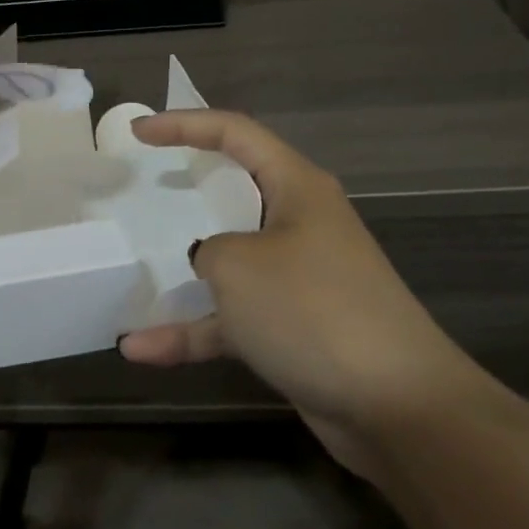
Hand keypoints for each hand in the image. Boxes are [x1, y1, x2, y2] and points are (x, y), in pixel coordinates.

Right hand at [117, 110, 472, 474]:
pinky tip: (142, 350)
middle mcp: (300, 223)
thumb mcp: (238, 266)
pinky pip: (233, 319)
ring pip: (230, 262)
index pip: (236, 133)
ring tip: (132, 275)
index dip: (184, 124)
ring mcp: (299, 278)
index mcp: (296, 187)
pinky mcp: (295, 327)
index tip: (138, 133)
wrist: (396, 404)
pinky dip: (193, 331)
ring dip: (183, 275)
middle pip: (235, 192)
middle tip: (143, 189)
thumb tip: (211, 263)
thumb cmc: (312, 309)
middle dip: (187, 190)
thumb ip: (209, 252)